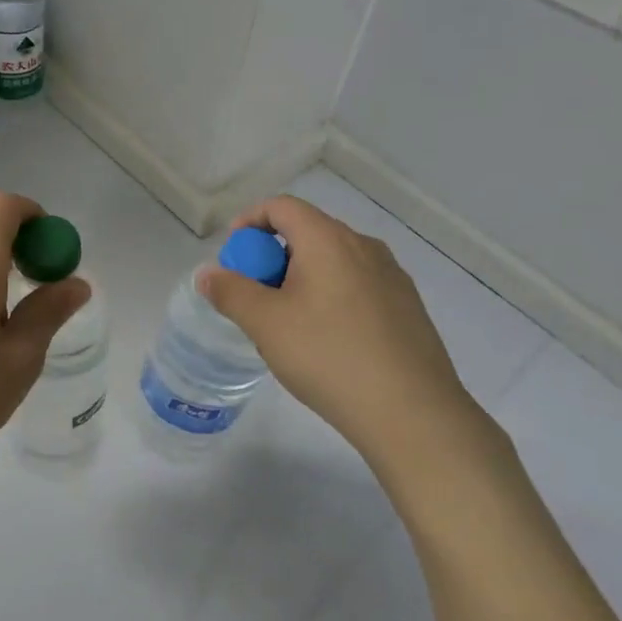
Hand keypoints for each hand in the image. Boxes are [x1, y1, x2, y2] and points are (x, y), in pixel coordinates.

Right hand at [200, 196, 492, 474]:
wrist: (413, 413)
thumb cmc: (330, 357)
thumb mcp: (266, 324)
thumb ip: (231, 292)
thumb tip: (208, 274)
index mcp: (329, 239)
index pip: (282, 206)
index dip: (250, 221)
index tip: (233, 254)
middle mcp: (364, 246)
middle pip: (308, 232)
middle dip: (273, 256)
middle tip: (255, 295)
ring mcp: (392, 277)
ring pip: (333, 261)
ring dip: (302, 278)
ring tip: (288, 322)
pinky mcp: (408, 307)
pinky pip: (357, 285)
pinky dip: (331, 296)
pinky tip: (327, 341)